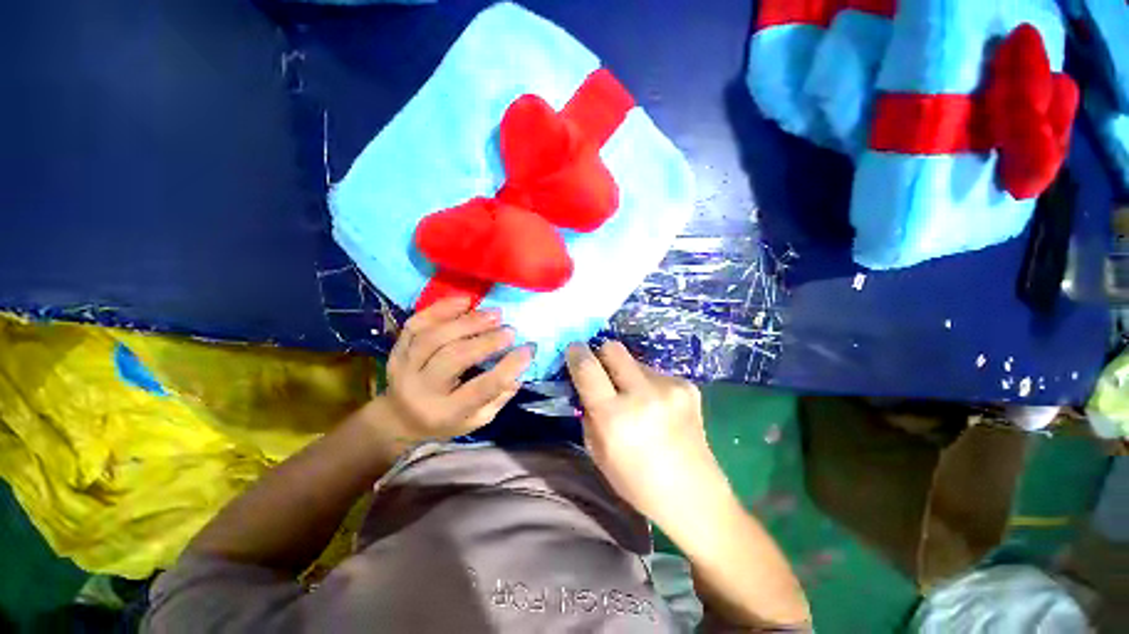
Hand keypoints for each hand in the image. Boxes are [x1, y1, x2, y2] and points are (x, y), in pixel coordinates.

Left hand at [376, 297, 532, 444]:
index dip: (508, 367)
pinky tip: (465, 302)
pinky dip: (441, 309)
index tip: (528, 349)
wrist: (398, 417)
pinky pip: (417, 323)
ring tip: (493, 314)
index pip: (481, 388)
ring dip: (467, 322)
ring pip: (434, 337)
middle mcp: (422, 389)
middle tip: (510, 330)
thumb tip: (519, 371)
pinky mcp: (397, 348)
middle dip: (486, 341)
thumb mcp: (476, 420)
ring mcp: (405, 366)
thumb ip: (498, 398)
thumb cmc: (445, 420)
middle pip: (454, 357)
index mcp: (446, 412)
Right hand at [566, 342, 731, 532]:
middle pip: (613, 348)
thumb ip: (588, 411)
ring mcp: (669, 387)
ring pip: (634, 360)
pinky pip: (655, 373)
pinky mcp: (687, 386)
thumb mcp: (597, 451)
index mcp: (615, 416)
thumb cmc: (637, 482)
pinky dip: (648, 384)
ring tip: (636, 399)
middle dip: (602, 354)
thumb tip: (586, 383)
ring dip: (627, 373)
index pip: (587, 367)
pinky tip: (658, 407)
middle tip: (602, 371)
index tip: (574, 351)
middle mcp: (643, 394)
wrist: (694, 495)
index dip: (577, 353)